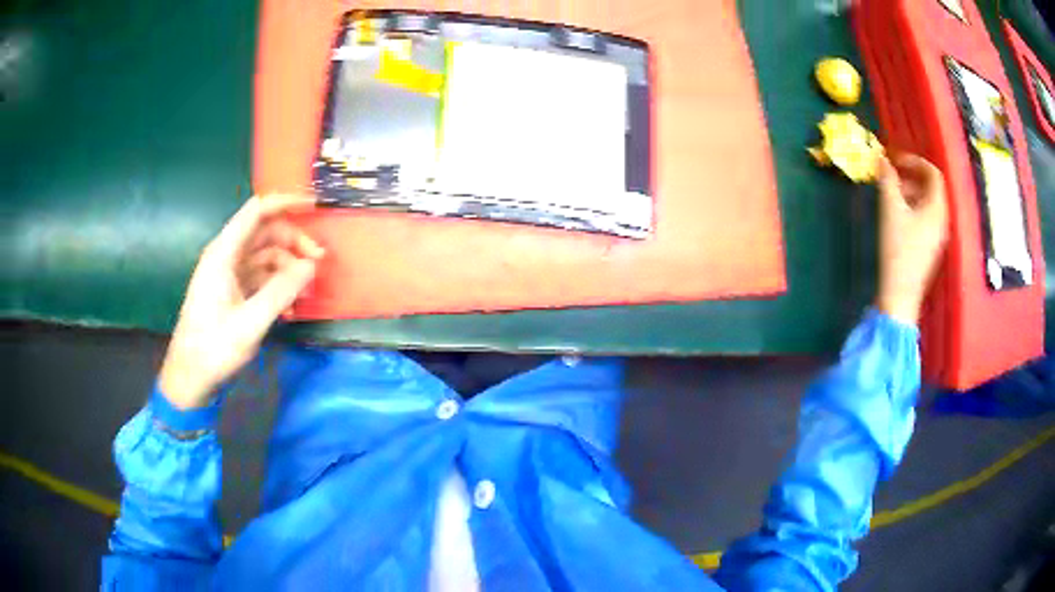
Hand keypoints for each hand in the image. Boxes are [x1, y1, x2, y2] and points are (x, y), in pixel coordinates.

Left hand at [158, 195, 323, 408]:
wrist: (190, 378)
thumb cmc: (213, 348)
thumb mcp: (250, 322)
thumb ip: (281, 291)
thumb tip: (312, 265)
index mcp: (224, 254)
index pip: (257, 211)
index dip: (286, 202)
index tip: (315, 207)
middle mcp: (226, 257)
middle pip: (266, 234)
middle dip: (294, 243)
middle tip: (319, 263)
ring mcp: (229, 275)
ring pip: (266, 257)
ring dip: (288, 271)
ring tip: (305, 296)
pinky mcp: (233, 292)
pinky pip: (261, 279)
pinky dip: (278, 288)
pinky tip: (289, 311)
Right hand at [875, 154, 948, 325]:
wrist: (900, 296)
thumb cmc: (898, 250)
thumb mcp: (890, 210)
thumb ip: (887, 180)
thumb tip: (882, 158)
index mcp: (937, 208)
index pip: (933, 173)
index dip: (915, 161)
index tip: (896, 160)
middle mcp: (942, 220)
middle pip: (931, 188)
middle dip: (910, 176)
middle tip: (891, 176)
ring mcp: (937, 236)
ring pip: (928, 203)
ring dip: (910, 192)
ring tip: (890, 195)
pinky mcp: (929, 248)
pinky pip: (925, 218)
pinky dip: (912, 209)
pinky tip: (897, 217)